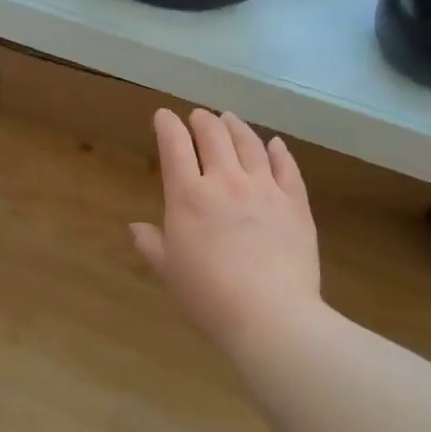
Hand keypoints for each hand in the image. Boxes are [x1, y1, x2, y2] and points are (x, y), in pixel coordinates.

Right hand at [131, 109, 322, 340]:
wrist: (271, 315)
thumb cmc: (209, 296)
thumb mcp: (170, 272)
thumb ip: (152, 244)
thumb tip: (135, 227)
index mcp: (189, 196)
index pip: (175, 146)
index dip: (167, 125)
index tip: (163, 116)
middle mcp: (226, 181)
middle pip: (214, 136)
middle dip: (202, 120)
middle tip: (198, 116)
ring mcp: (264, 189)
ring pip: (250, 143)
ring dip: (236, 126)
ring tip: (229, 118)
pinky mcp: (295, 203)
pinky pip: (286, 167)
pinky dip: (278, 151)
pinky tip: (274, 144)